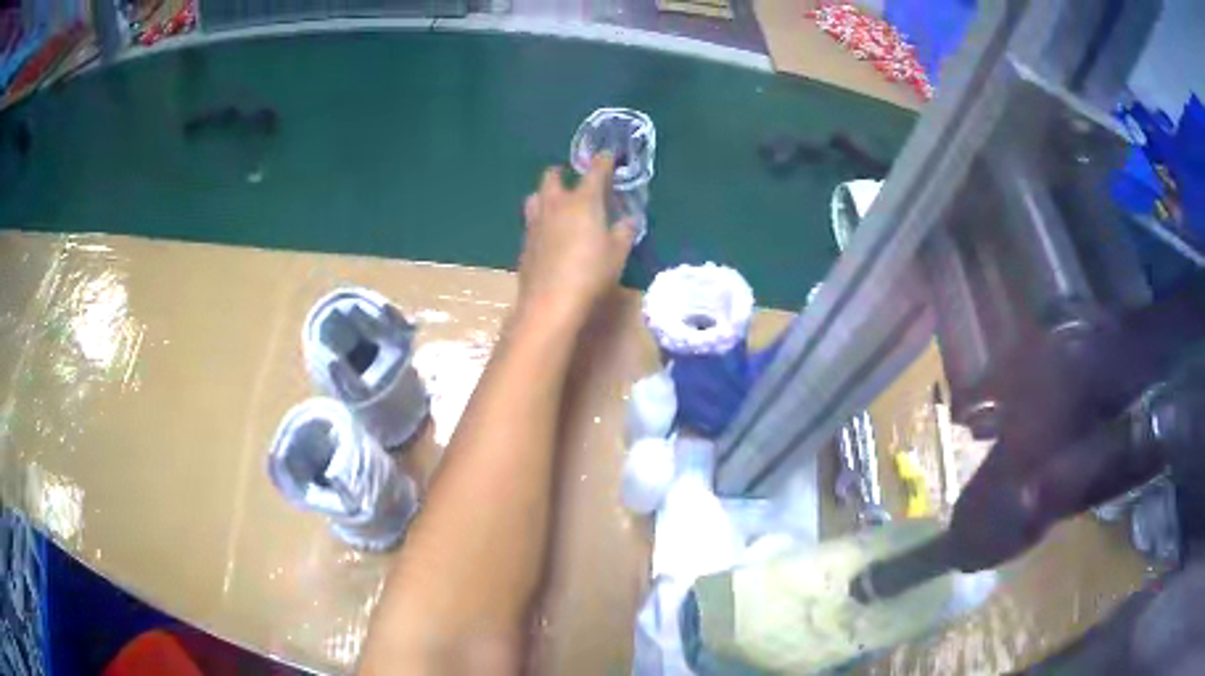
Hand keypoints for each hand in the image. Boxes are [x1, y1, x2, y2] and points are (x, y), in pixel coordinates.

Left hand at [517, 153, 636, 326]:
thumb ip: (624, 232)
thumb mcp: (618, 254)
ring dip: (546, 195)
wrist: (549, 303)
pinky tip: (549, 235)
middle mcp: (556, 204)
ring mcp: (535, 222)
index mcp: (583, 201)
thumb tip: (628, 219)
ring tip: (558, 206)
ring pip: (536, 196)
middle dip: (564, 173)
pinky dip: (541, 220)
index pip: (595, 171)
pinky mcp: (524, 243)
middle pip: (552, 176)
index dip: (603, 161)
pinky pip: (531, 221)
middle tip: (576, 182)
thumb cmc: (591, 274)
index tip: (608, 156)